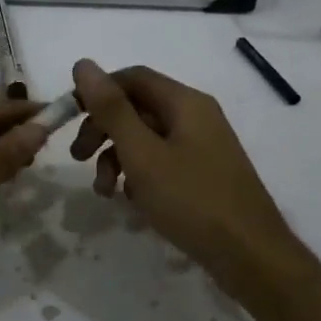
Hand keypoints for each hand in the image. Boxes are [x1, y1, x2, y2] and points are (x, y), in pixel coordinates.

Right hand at [69, 59, 312, 296]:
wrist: (251, 257)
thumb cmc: (192, 200)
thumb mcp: (142, 154)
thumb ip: (111, 109)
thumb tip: (83, 64)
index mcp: (185, 102)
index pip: (132, 77)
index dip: (97, 92)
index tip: (68, 118)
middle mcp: (196, 116)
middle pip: (137, 108)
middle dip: (103, 129)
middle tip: (78, 158)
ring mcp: (203, 146)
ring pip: (147, 138)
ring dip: (118, 157)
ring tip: (105, 192)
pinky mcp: (204, 173)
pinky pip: (162, 161)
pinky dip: (140, 174)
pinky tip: (133, 201)